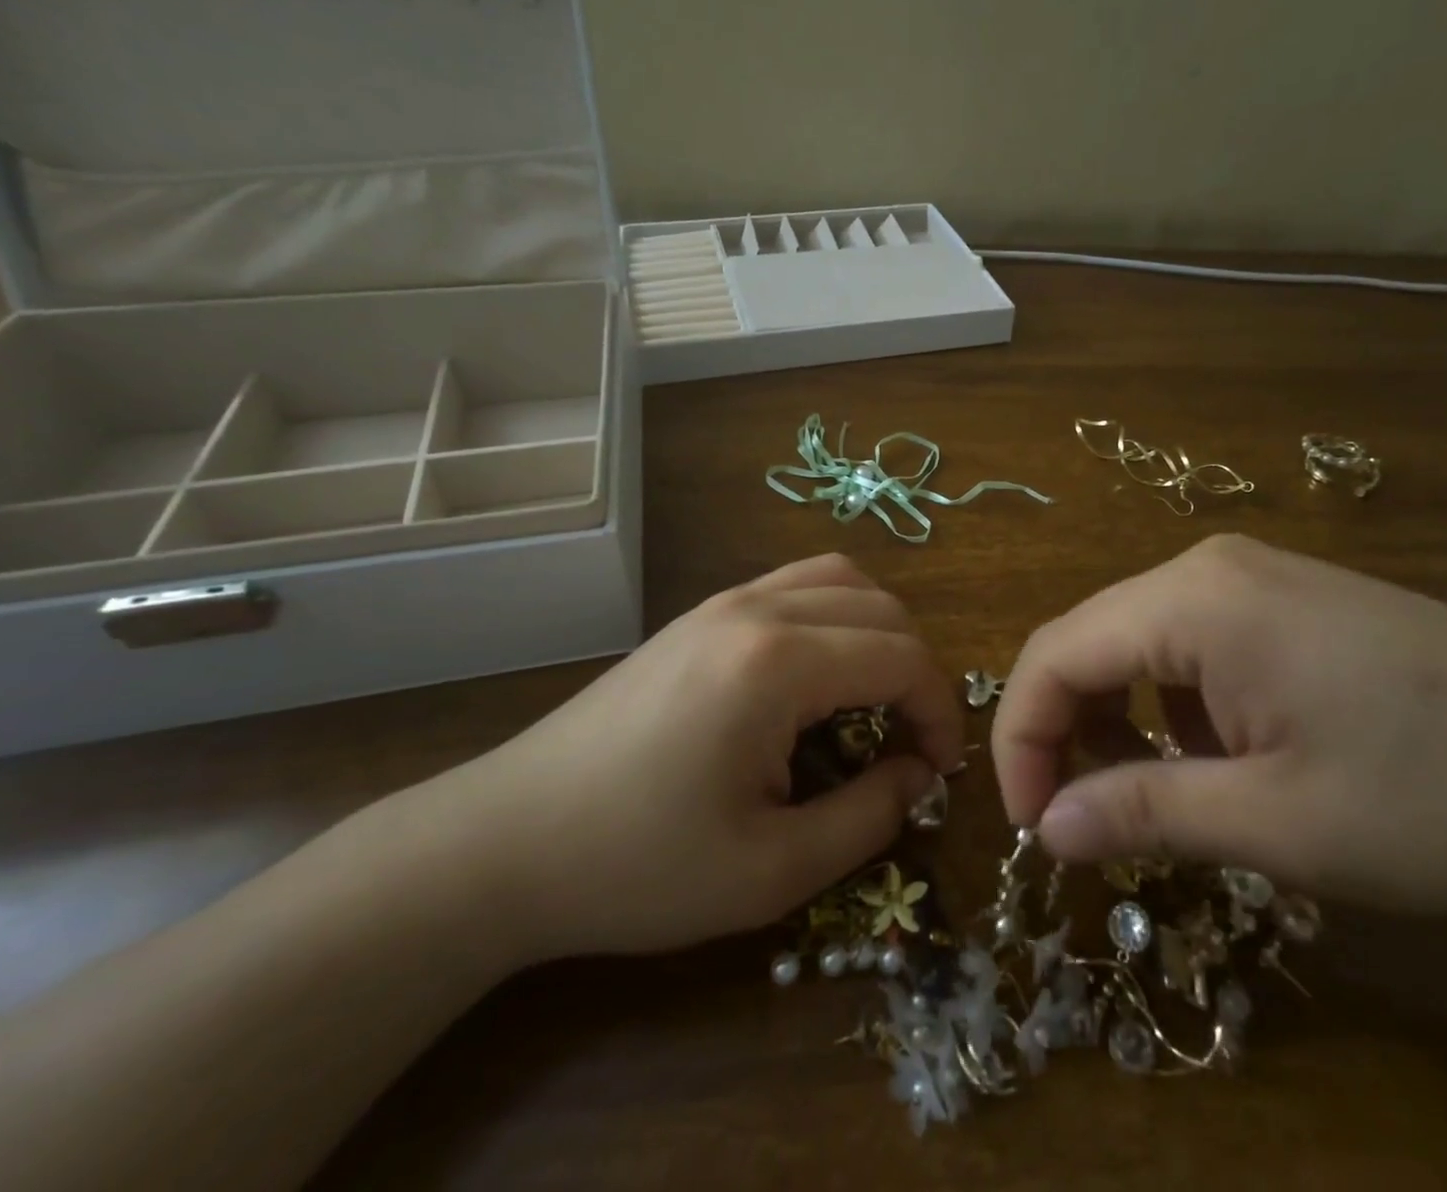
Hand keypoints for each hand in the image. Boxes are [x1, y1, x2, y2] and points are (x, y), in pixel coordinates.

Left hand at [436, 554, 962, 961]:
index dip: (939, 709)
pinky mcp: (699, 614)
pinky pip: (793, 584)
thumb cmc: (639, 866)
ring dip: (877, 629)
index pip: (901, 657)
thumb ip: (867, 817)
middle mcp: (757, 609)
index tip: (940, 768)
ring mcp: (722, 602)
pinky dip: (833, 614)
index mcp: (778, 663)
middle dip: (915, 668)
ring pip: (838, 578)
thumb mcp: (771, 869)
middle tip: (911, 740)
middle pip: (880, 607)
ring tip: (874, 695)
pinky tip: (817, 673)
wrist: (506, 841)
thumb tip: (918, 776)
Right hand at [992, 535, 1446, 911]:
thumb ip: (1145, 813)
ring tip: (1149, 796)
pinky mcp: (1277, 597)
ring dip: (1116, 718)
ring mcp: (1244, 576)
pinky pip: (1183, 642)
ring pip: (1132, 642)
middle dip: (1063, 729)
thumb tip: (1047, 829)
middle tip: (1078, 820)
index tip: (1033, 827)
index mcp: (1192, 601)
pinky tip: (1215, 756)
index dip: (1021, 739)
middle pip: (1086, 641)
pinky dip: (1167, 703)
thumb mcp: (1278, 823)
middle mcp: (1204, 568)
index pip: (1054, 655)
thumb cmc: (1436, 791)